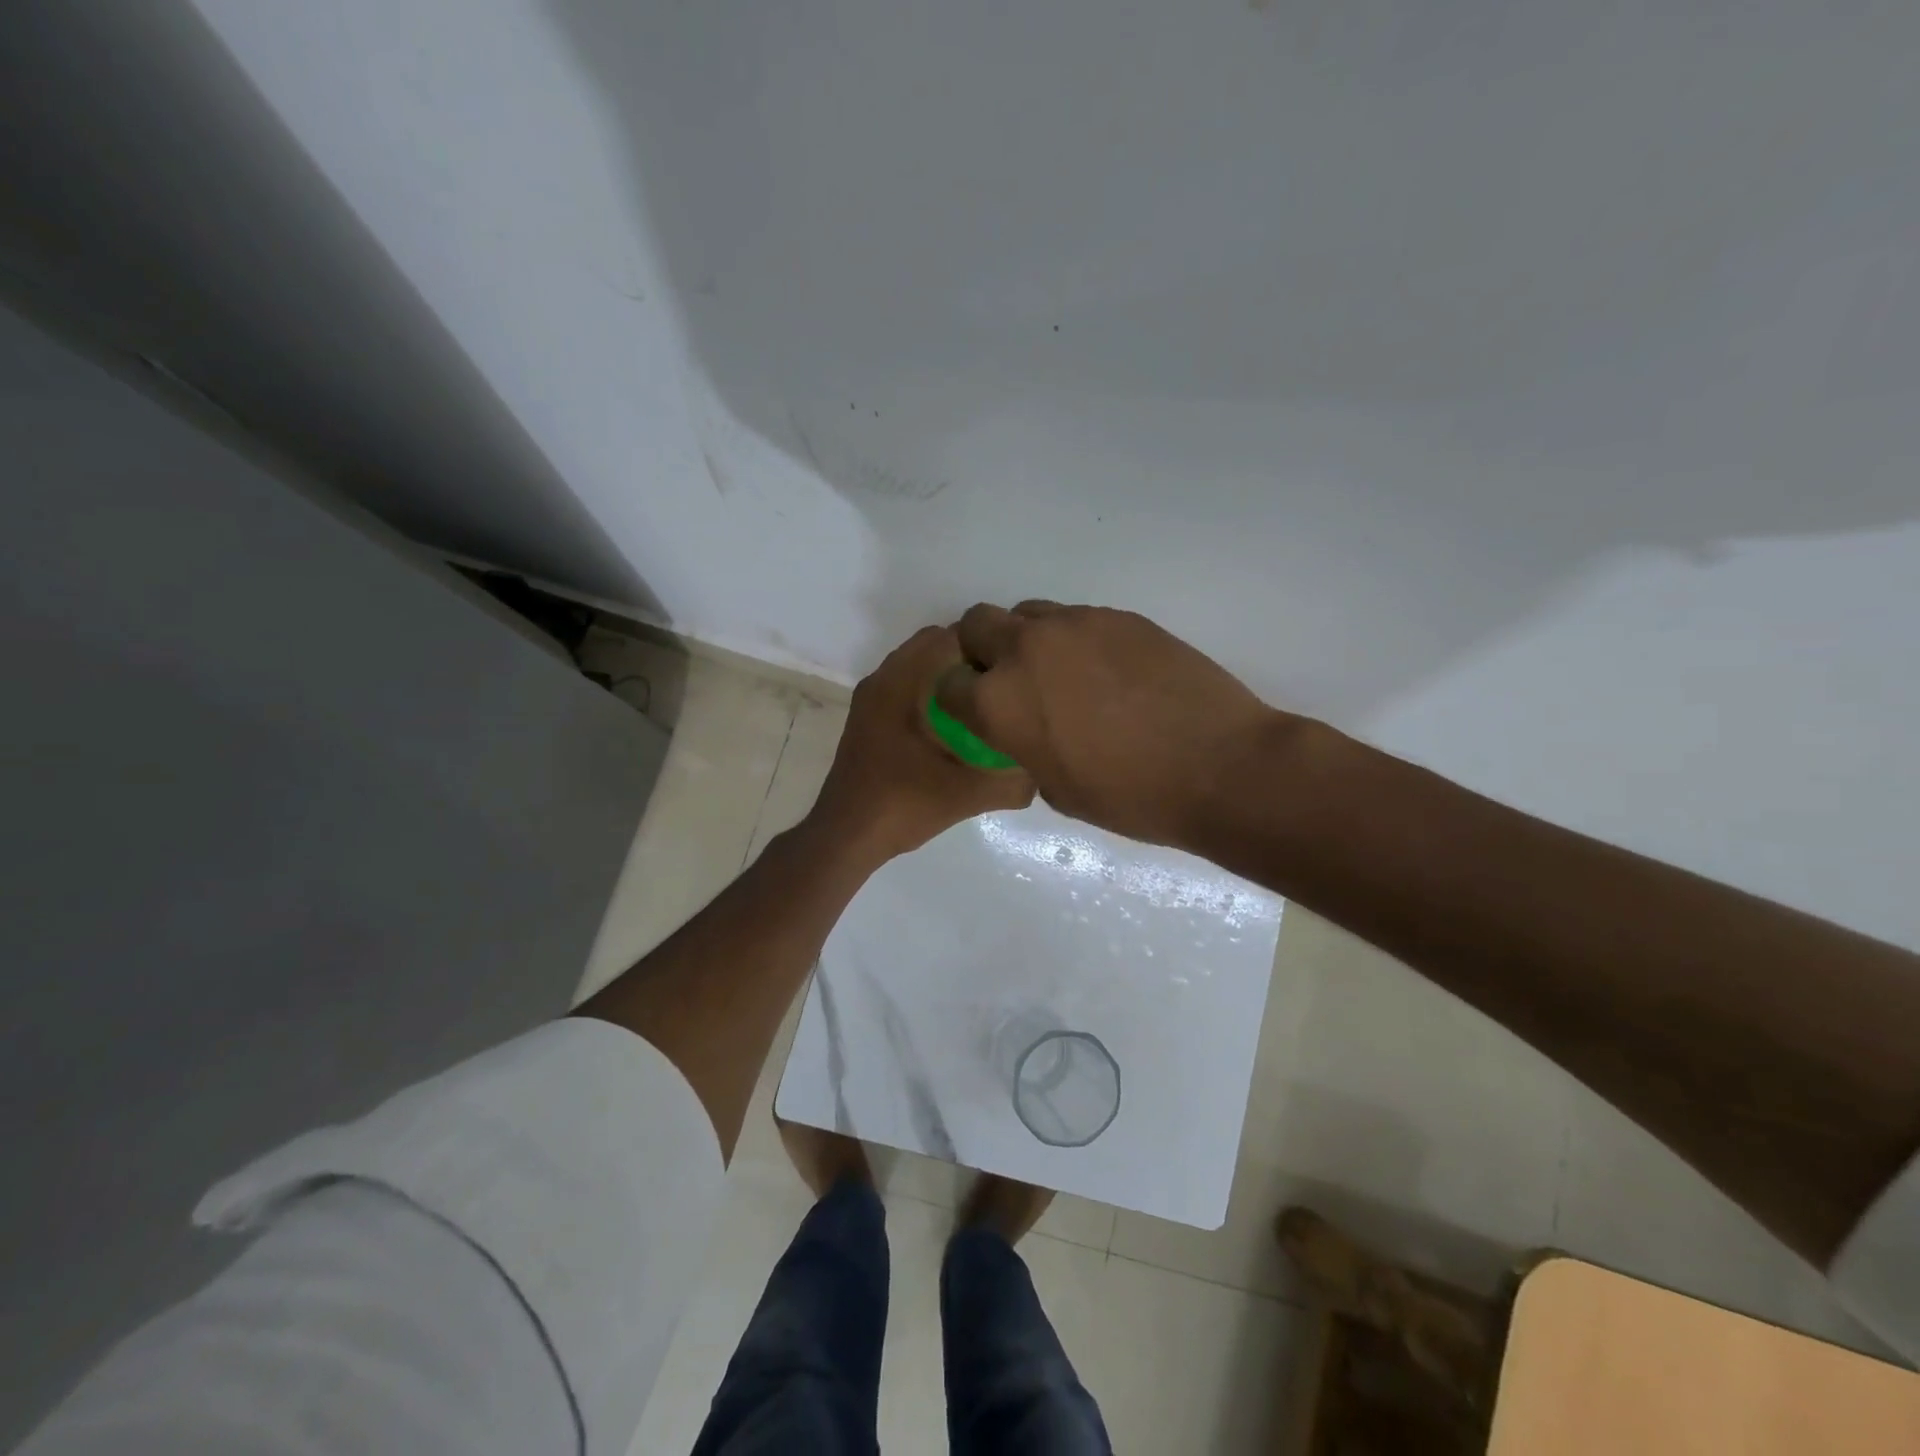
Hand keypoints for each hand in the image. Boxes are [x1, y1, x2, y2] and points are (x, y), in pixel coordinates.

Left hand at [810, 625, 1035, 863]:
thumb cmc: (904, 804)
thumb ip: (1011, 781)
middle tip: (1004, 689)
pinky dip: (931, 694)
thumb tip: (1042, 770)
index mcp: (900, 683)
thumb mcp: (968, 794)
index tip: (1014, 672)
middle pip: (934, 647)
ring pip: (919, 669)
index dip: (987, 648)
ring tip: (984, 707)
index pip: (949, 637)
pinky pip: (906, 688)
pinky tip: (954, 729)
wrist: (847, 836)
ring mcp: (871, 699)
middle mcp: (882, 680)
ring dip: (950, 679)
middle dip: (971, 662)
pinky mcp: (868, 719)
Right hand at [937, 602, 1287, 850]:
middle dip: (981, 651)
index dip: (957, 700)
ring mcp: (1075, 625)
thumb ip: (1024, 748)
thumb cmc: (1132, 797)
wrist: (1219, 765)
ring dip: (1029, 641)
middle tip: (1013, 682)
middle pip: (976, 624)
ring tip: (1064, 676)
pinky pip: (1076, 620)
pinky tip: (1109, 674)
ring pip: (1028, 614)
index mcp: (1000, 702)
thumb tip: (1028, 730)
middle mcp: (1026, 650)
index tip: (977, 714)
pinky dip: (1076, 642)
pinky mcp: (1118, 616)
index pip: (948, 684)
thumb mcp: (1057, 789)